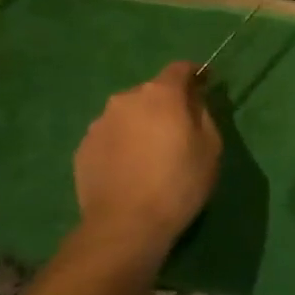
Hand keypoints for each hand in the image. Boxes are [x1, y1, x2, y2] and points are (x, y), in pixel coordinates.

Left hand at [72, 62, 221, 267]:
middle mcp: (126, 99)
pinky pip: (111, 136)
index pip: (180, 68)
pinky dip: (123, 144)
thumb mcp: (211, 147)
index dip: (195, 75)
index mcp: (161, 94)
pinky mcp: (83, 148)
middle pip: (152, 92)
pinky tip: (131, 169)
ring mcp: (100, 123)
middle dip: (166, 104)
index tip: (205, 85)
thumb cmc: (179, 182)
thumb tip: (194, 101)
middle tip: (179, 129)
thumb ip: (203, 114)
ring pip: (128, 114)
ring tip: (152, 153)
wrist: (125, 225)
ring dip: (142, 124)